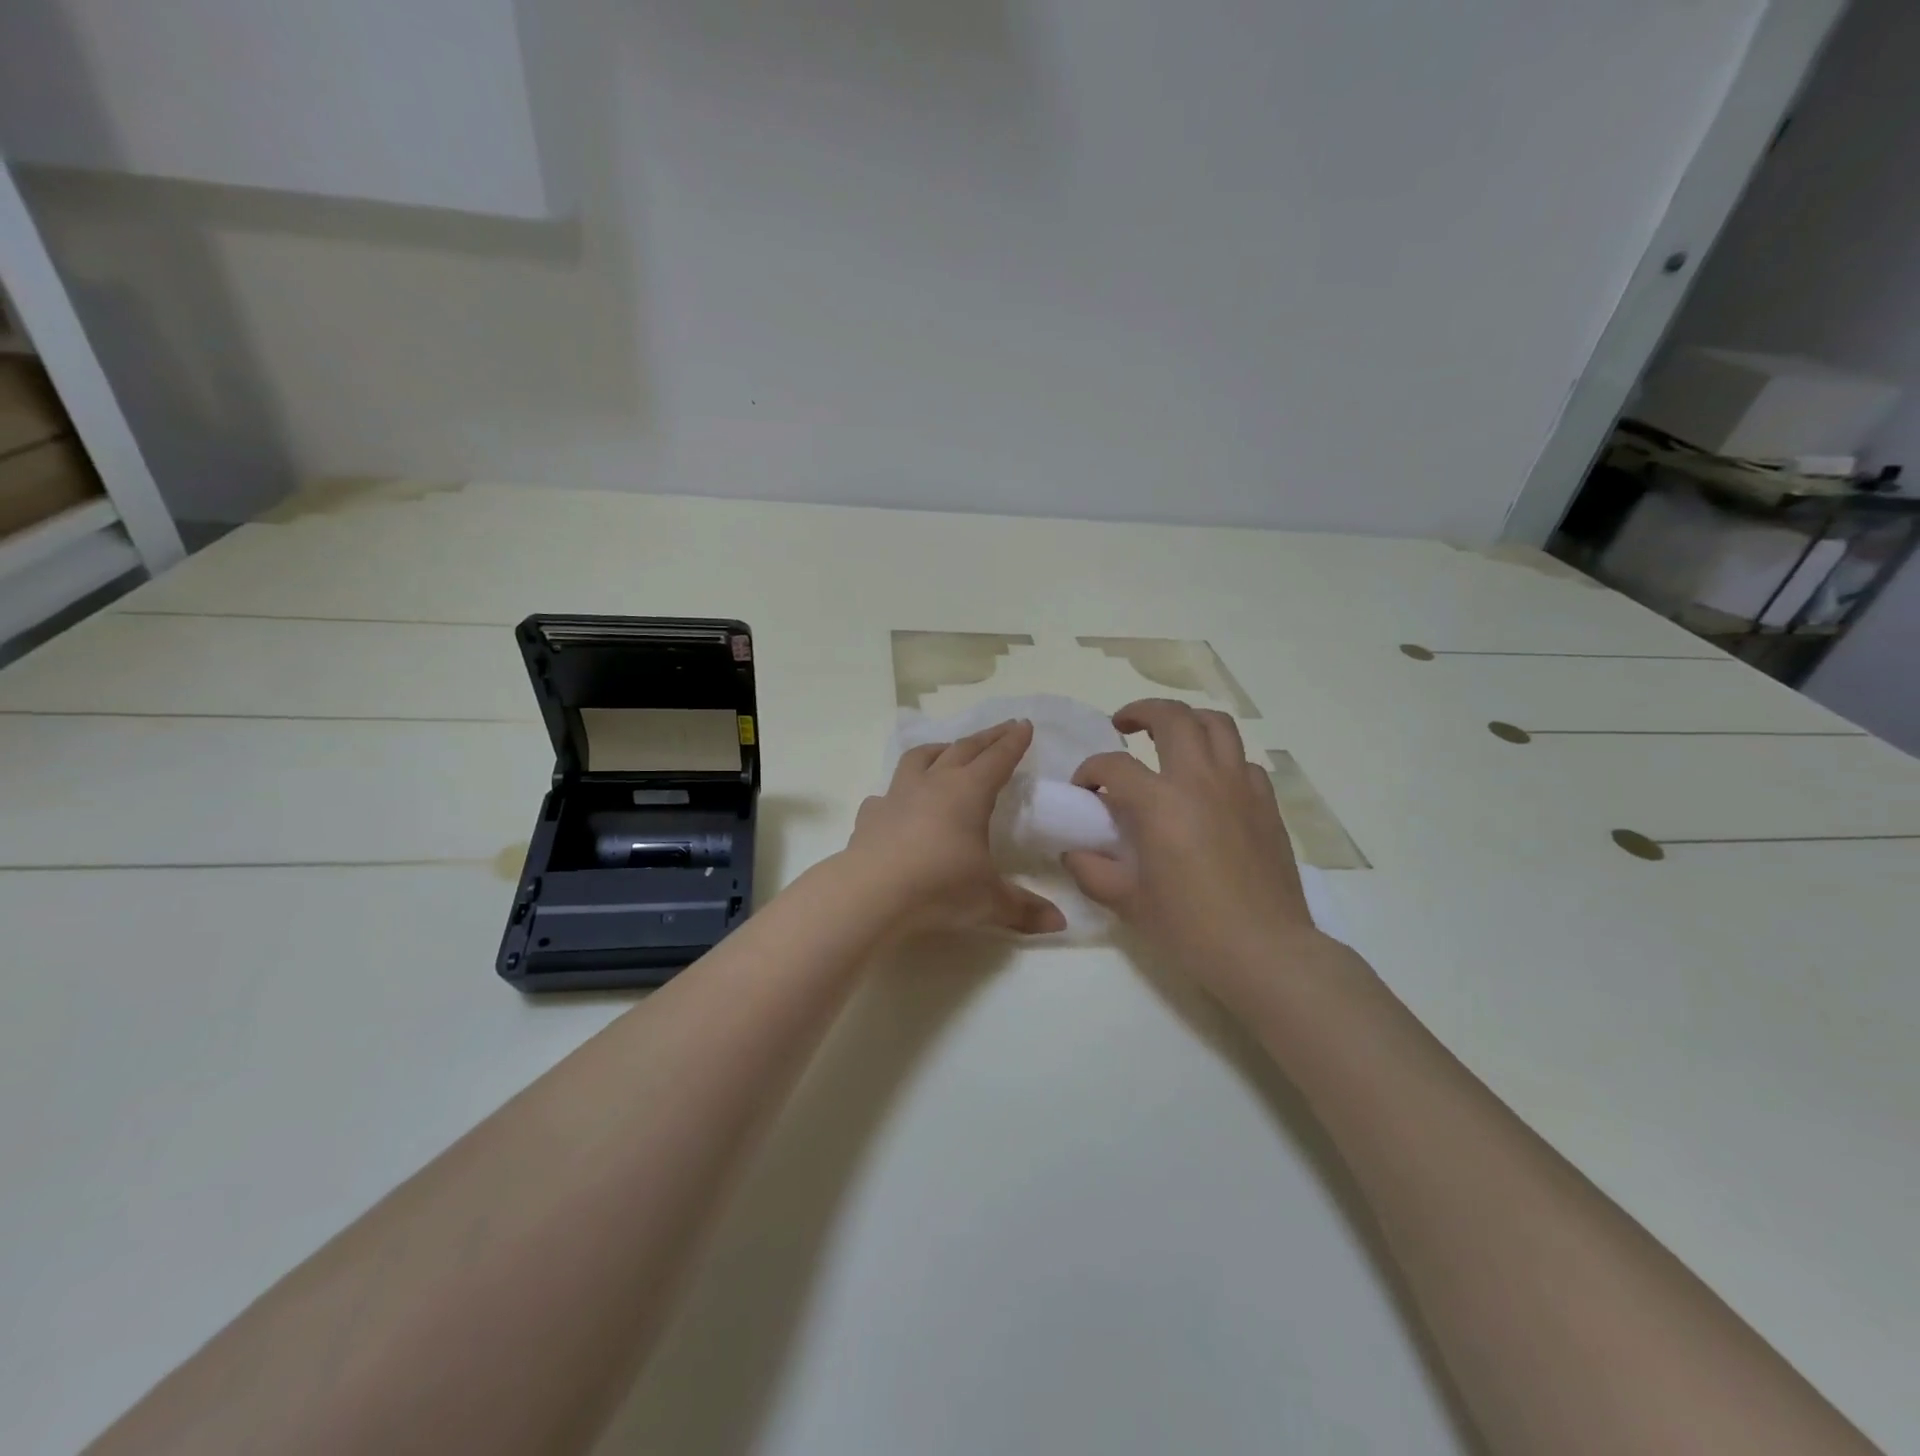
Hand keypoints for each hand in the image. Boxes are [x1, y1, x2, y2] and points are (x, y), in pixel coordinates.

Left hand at [846, 719, 1066, 936]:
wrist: (869, 893)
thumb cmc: (938, 887)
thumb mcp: (988, 902)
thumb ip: (1024, 909)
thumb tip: (1060, 923)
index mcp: (969, 793)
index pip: (998, 759)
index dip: (1013, 742)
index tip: (1024, 724)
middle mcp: (934, 784)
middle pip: (963, 749)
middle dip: (987, 737)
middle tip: (1003, 727)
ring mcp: (897, 795)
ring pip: (920, 758)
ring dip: (939, 750)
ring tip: (948, 750)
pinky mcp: (871, 815)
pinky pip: (886, 795)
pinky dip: (897, 793)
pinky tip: (898, 803)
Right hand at [1064, 699, 1330, 1006]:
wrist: (1265, 952)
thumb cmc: (1190, 929)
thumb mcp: (1128, 903)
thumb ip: (1093, 871)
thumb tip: (1074, 852)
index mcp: (1161, 803)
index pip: (1114, 767)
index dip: (1090, 771)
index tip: (1084, 789)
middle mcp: (1201, 780)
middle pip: (1172, 717)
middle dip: (1141, 711)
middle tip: (1123, 725)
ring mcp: (1240, 787)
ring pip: (1216, 724)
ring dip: (1187, 720)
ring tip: (1169, 736)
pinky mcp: (1266, 803)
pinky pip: (1242, 761)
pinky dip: (1221, 759)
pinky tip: (1209, 783)